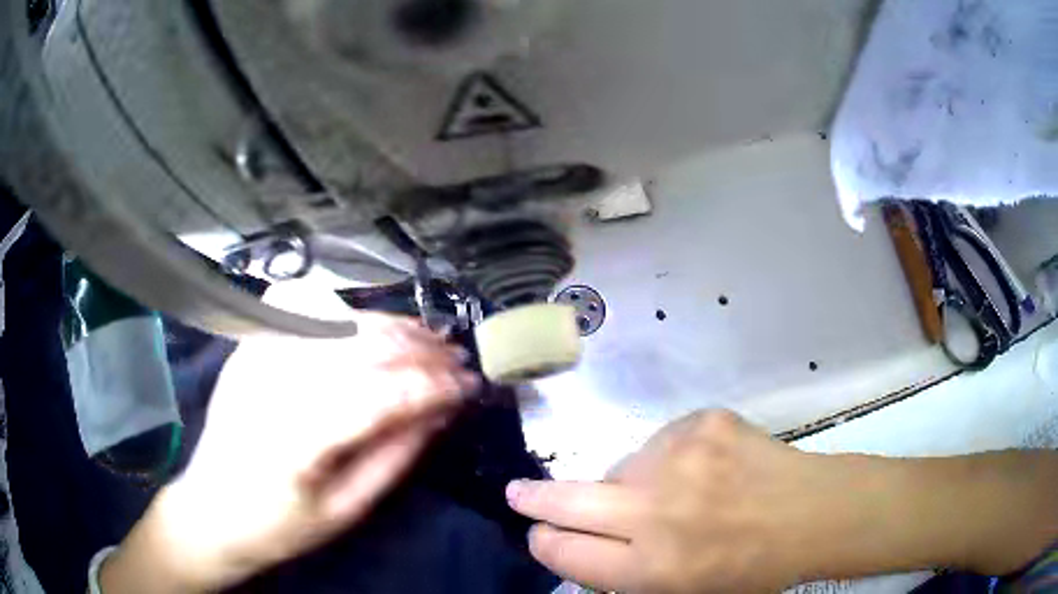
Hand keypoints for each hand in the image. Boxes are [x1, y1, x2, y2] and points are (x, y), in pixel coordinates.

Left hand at [103, 314, 478, 592]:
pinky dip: (344, 311)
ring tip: (427, 336)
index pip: (379, 394)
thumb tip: (440, 412)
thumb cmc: (279, 525)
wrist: (211, 509)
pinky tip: (371, 324)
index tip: (470, 385)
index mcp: (295, 438)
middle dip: (419, 349)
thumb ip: (394, 457)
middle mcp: (272, 383)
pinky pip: (302, 311)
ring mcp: (255, 357)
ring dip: (389, 326)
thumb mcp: (345, 510)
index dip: (432, 385)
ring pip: (336, 321)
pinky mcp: (249, 348)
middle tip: (457, 358)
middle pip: (359, 347)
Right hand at [508, 411, 851, 592]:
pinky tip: (705, 469)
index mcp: (650, 568)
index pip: (565, 552)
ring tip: (679, 493)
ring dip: (631, 483)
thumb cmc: (749, 568)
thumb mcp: (679, 593)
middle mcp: (656, 512)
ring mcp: (679, 459)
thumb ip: (624, 573)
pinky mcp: (701, 422)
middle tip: (518, 493)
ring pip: (620, 467)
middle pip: (566, 501)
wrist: (811, 513)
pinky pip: (660, 442)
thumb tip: (580, 543)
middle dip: (534, 499)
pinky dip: (669, 458)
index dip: (545, 543)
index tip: (538, 534)